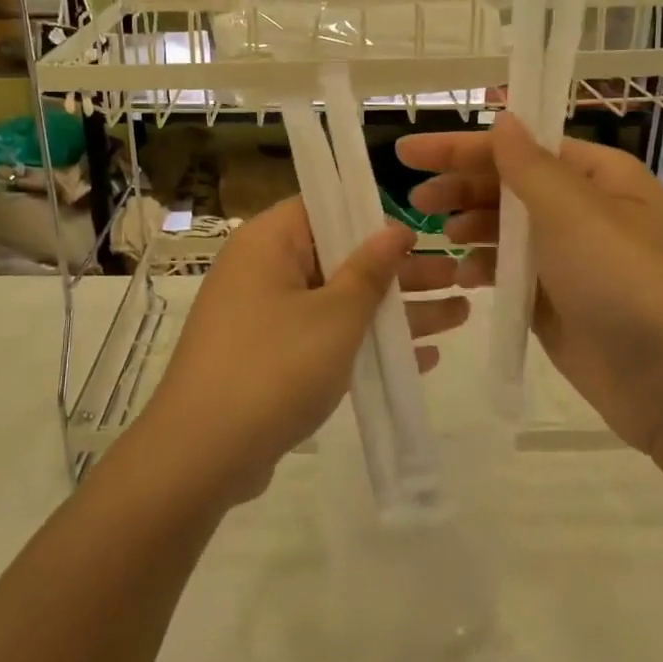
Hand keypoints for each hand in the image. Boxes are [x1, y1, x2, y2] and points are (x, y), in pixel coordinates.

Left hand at [129, 197, 468, 508]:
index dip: (373, 217)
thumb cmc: (274, 366)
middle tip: (457, 274)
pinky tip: (422, 358)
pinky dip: (366, 345)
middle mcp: (262, 271)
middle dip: (399, 272)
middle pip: (340, 258)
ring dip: (394, 311)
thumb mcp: (334, 316)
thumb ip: (369, 271)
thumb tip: (394, 229)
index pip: (324, 207)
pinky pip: (324, 338)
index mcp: (268, 243)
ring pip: (339, 302)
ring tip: (460, 313)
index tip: (419, 231)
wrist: (203, 454)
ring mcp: (265, 318)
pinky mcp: (270, 359)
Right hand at [398, 116, 662, 456]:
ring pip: (505, 231)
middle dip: (461, 188)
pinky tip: (462, 276)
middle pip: (509, 187)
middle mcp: (584, 212)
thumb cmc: (628, 282)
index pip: (519, 148)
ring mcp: (569, 260)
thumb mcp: (575, 213)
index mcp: (598, 177)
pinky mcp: (556, 304)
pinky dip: (484, 270)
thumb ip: (529, 167)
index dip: (460, 147)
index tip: (407, 152)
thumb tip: (503, 119)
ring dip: (469, 228)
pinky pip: (509, 274)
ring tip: (437, 237)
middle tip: (415, 201)